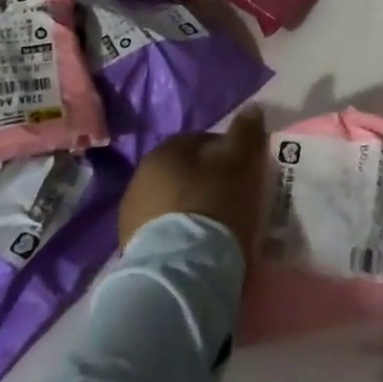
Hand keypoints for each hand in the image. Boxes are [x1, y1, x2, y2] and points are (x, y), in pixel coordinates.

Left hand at [118, 106, 268, 251]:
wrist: (180, 274)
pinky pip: (163, 235)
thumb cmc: (212, 205)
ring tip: (216, 231)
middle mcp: (140, 178)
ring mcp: (131, 218)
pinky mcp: (131, 253)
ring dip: (190, 211)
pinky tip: (198, 251)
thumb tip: (251, 108)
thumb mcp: (239, 162)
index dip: (226, 154)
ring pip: (172, 205)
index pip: (200, 141)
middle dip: (206, 182)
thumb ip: (245, 132)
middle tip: (232, 200)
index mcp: (164, 152)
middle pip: (184, 174)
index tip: (243, 173)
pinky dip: (179, 238)